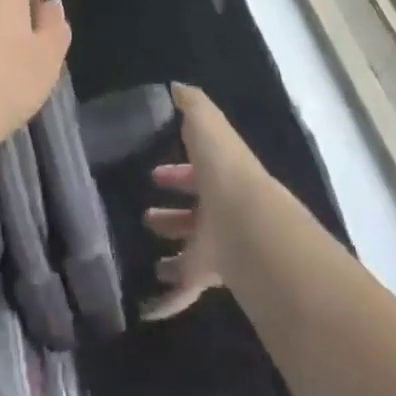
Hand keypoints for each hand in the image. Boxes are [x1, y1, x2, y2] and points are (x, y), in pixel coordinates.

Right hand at [143, 84, 266, 320]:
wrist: (248, 224)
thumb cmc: (224, 170)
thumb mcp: (206, 124)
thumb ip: (192, 104)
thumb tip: (176, 87)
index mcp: (220, 175)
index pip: (198, 171)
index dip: (178, 171)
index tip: (155, 175)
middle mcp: (222, 210)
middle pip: (196, 212)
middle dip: (173, 213)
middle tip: (147, 216)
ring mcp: (219, 244)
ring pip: (193, 250)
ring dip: (173, 254)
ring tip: (150, 258)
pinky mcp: (213, 274)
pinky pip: (187, 290)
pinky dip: (170, 300)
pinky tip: (147, 309)